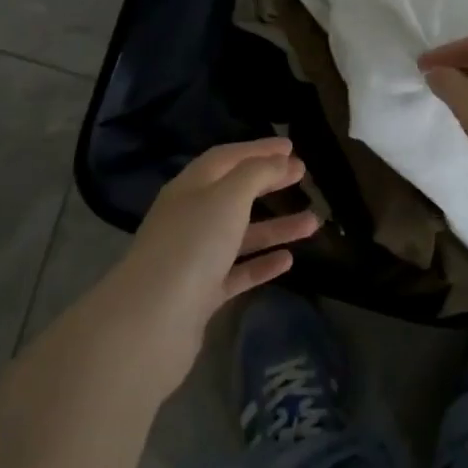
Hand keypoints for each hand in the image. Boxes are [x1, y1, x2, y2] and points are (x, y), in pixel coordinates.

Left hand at [92, 138, 321, 395]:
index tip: (291, 146)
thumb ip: (258, 173)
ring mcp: (194, 257)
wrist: (153, 321)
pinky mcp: (201, 294)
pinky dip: (262, 264)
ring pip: (241, 234)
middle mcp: (190, 218)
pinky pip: (237, 272)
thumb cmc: (193, 244)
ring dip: (276, 226)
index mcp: (190, 187)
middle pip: (234, 193)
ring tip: (313, 223)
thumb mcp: (229, 196)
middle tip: (303, 176)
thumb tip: (281, 160)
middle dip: (268, 183)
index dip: (259, 149)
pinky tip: (288, 261)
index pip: (227, 158)